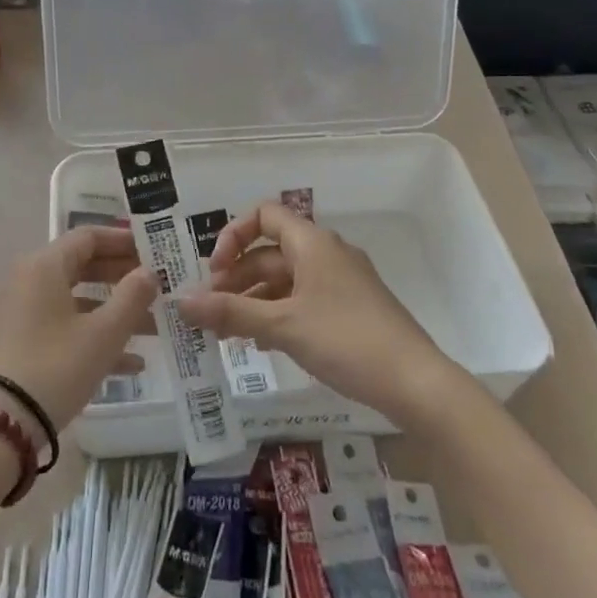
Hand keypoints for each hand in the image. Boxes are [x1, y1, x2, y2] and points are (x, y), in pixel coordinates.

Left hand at [0, 226, 157, 436]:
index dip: (123, 241)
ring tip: (154, 328)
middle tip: (158, 286)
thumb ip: (132, 296)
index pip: (88, 237)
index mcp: (44, 266)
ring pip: (76, 301)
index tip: (154, 251)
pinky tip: (131, 364)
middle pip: (82, 266)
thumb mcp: (104, 332)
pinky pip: (63, 327)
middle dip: (122, 278)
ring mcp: (21, 313)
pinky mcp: (19, 342)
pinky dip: (93, 336)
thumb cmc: (57, 365)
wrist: (1, 424)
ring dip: (114, 312)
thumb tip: (149, 272)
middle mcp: (28, 281)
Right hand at [179, 201, 451, 423]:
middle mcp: (327, 253)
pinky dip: (279, 313)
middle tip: (212, 309)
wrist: (415, 382)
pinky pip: (304, 299)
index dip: (233, 235)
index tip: (214, 271)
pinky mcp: (351, 309)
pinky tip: (263, 343)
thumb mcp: (282, 326)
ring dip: (255, 298)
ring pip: (287, 279)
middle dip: (237, 276)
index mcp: (312, 243)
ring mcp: (342, 281)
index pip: (264, 215)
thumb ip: (230, 312)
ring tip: (229, 332)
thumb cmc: (346, 340)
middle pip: (271, 251)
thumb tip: (181, 302)